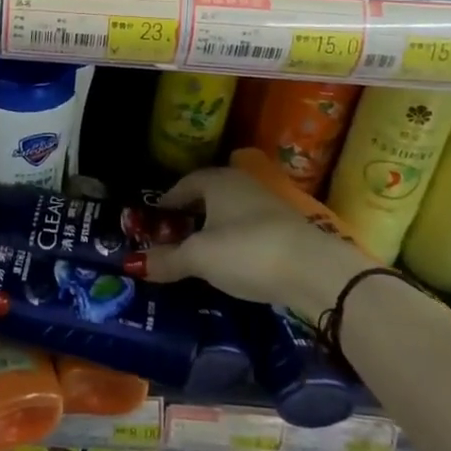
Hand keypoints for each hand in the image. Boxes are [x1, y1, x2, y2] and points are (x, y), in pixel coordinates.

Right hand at [141, 167, 366, 320]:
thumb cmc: (246, 250)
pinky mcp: (285, 229)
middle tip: (172, 239)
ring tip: (199, 254)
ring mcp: (267, 205)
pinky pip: (248, 230)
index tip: (154, 222)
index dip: (167, 202)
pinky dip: (234, 242)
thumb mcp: (200, 257)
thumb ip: (168, 259)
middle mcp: (242, 184)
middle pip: (208, 196)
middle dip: (189, 216)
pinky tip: (231, 263)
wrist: (314, 269)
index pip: (184, 184)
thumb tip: (136, 264)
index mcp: (218, 180)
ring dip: (213, 229)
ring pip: (230, 213)